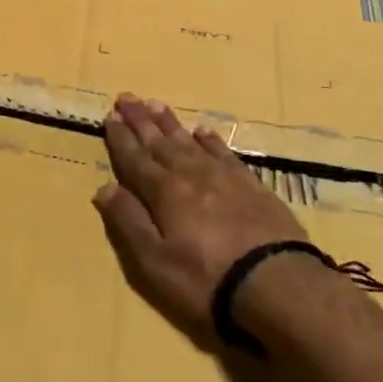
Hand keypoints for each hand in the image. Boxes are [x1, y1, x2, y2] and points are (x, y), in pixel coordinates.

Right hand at [93, 95, 306, 346]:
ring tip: (156, 104)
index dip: (120, 138)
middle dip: (140, 121)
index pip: (134, 159)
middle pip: (159, 142)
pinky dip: (210, 140)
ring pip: (189, 141)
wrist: (277, 283)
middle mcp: (190, 174)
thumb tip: (105, 187)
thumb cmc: (206, 279)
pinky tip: (204, 131)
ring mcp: (223, 176)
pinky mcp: (251, 184)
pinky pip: (223, 152)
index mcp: (163, 192)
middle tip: (127, 98)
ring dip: (170, 123)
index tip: (110, 116)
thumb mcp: (154, 262)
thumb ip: (128, 222)